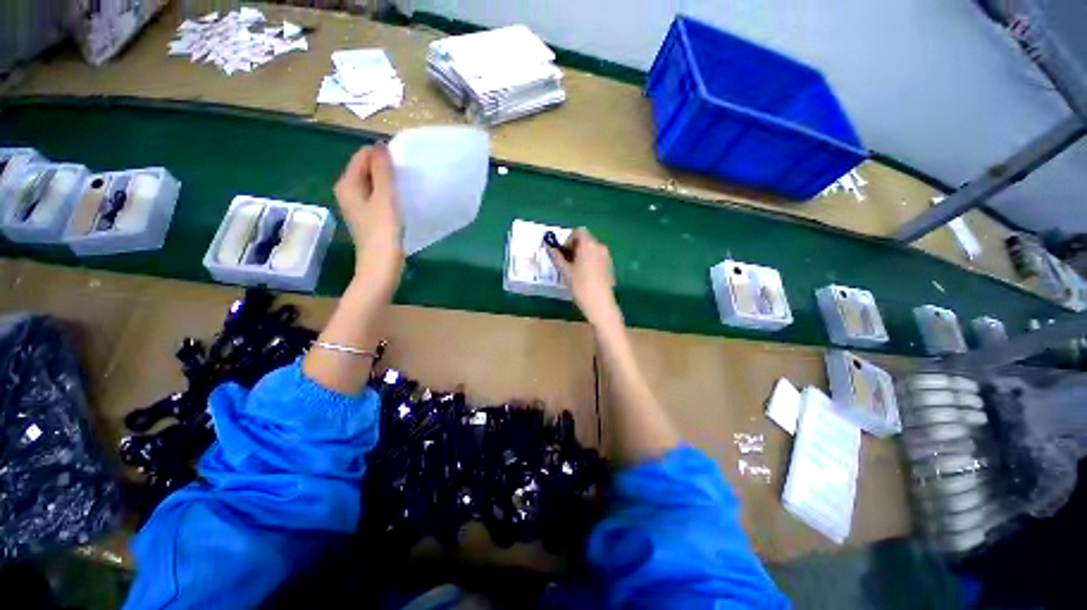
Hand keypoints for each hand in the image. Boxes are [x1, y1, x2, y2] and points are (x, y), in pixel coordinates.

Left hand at [334, 145, 402, 282]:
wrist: (381, 266)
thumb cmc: (383, 232)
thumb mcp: (384, 198)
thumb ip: (382, 171)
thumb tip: (381, 146)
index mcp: (347, 184)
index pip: (362, 155)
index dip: (382, 154)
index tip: (404, 162)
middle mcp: (348, 191)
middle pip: (366, 168)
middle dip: (385, 167)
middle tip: (407, 175)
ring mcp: (357, 205)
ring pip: (373, 183)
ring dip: (388, 181)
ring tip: (407, 187)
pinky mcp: (368, 216)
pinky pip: (377, 196)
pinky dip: (388, 194)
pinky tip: (402, 201)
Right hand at [547, 228, 622, 327]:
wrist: (600, 304)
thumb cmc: (580, 286)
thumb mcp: (565, 271)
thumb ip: (557, 257)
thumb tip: (550, 248)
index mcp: (588, 245)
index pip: (578, 231)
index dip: (569, 238)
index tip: (563, 251)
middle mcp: (599, 246)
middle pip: (585, 239)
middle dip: (574, 246)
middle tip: (565, 260)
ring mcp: (606, 256)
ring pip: (591, 248)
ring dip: (581, 254)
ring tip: (574, 269)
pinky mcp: (609, 265)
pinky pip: (597, 257)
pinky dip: (589, 260)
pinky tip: (584, 275)